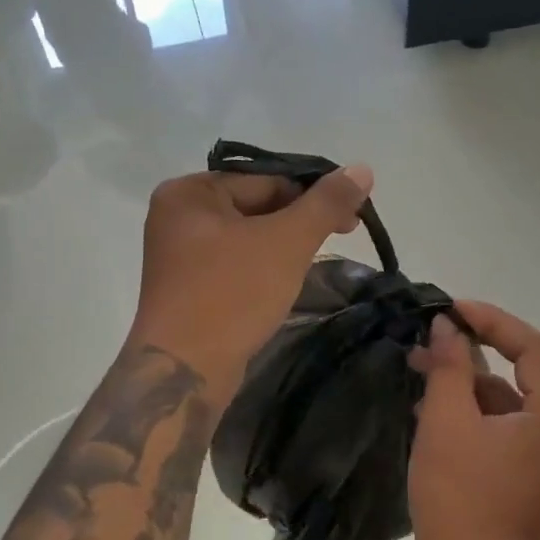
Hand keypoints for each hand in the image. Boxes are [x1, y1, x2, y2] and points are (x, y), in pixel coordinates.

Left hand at [128, 164, 374, 391]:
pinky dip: (262, 270)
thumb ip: (326, 203)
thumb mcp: (287, 242)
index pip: (264, 180)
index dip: (313, 195)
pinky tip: (284, 284)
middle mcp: (176, 217)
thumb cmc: (232, 294)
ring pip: (246, 239)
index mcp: (189, 192)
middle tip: (342, 239)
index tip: (352, 218)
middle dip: (298, 223)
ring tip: (314, 264)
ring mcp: (178, 256)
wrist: (185, 370)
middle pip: (254, 207)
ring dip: (283, 248)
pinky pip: (234, 266)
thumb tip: (362, 169)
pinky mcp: (187, 289)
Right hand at [408, 302, 539, 539]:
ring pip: (526, 396)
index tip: (452, 309)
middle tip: (449, 330)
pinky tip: (443, 403)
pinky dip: (488, 408)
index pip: (536, 348)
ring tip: (429, 367)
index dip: (494, 321)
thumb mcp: (446, 423)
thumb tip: (445, 327)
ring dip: (482, 379)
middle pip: (539, 367)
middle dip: (491, 344)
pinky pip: (522, 423)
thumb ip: (449, 366)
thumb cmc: (458, 498)